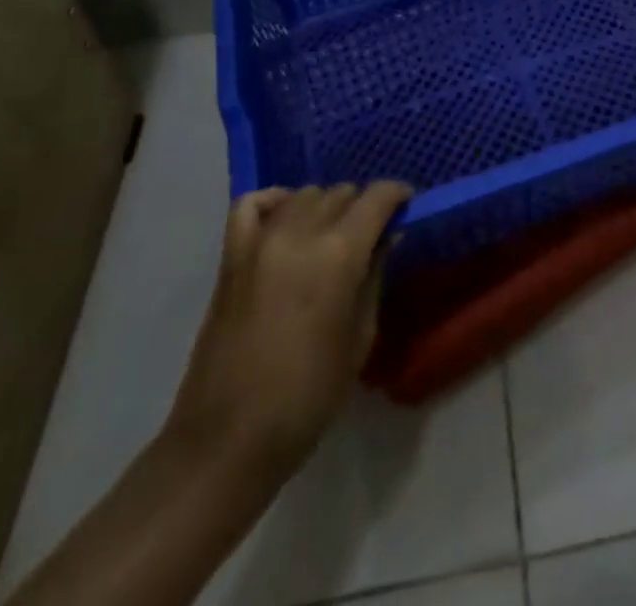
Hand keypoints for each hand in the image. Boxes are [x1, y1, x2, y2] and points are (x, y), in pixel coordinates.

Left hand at [166, 181, 411, 476]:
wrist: (228, 441)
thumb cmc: (308, 397)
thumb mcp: (360, 338)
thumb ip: (374, 276)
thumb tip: (387, 236)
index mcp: (339, 254)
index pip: (377, 197)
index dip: (398, 195)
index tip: (407, 206)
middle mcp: (300, 233)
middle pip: (341, 193)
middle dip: (362, 207)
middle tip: (371, 236)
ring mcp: (260, 241)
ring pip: (304, 194)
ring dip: (325, 206)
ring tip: (331, 235)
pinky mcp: (231, 256)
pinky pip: (253, 204)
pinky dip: (275, 202)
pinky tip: (286, 219)